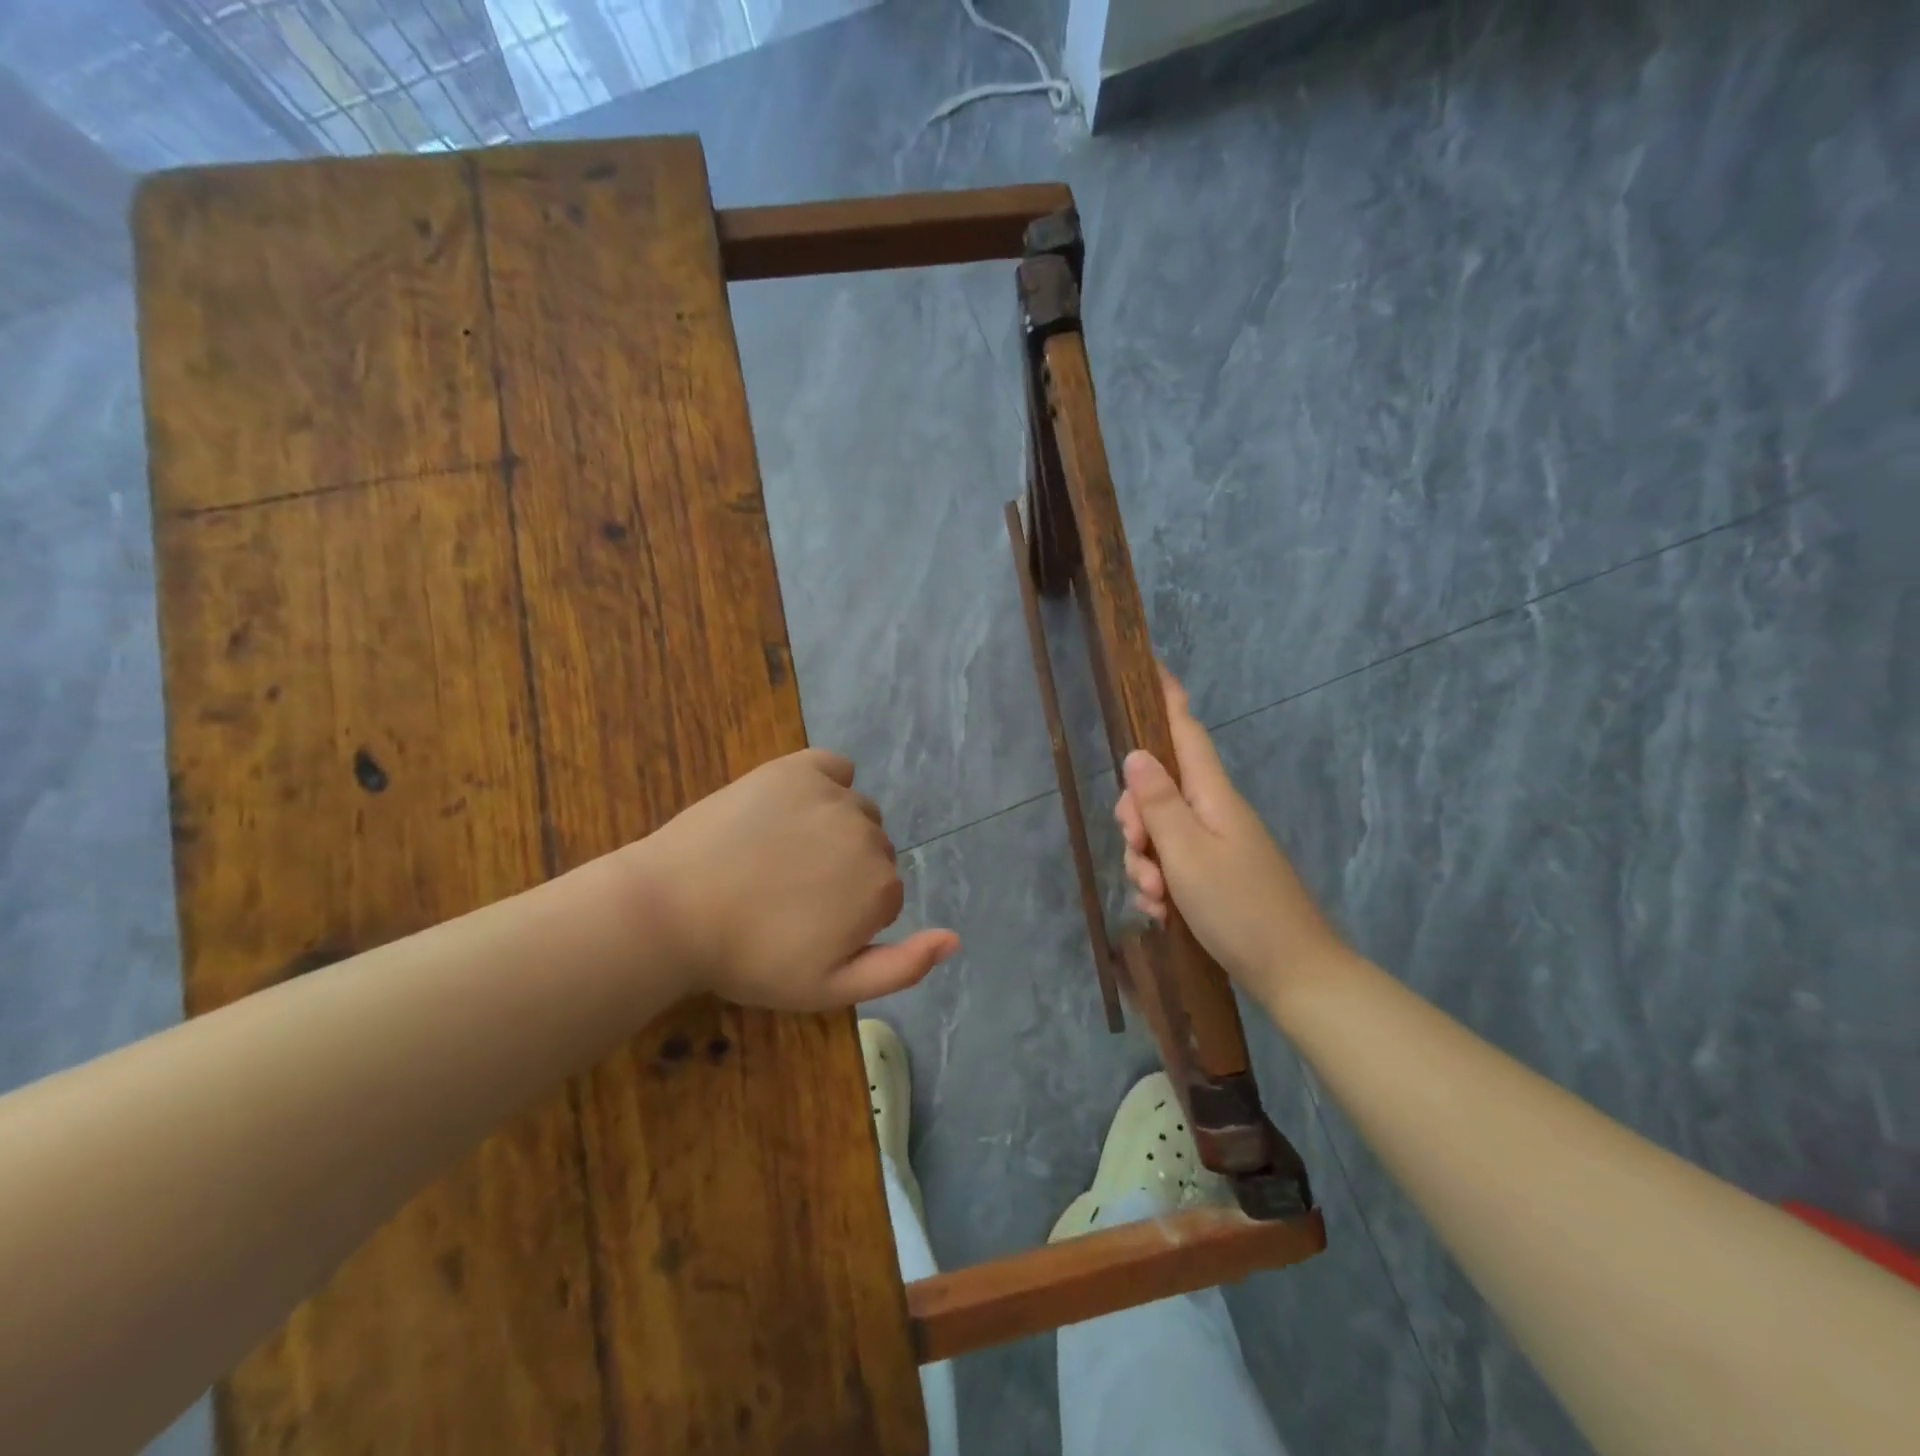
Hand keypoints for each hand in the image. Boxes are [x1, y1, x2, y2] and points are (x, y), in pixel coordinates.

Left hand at [627, 750, 957, 1010]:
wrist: (672, 911)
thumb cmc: (749, 958)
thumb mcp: (829, 988)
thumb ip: (900, 968)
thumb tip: (954, 938)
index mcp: (880, 888)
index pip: (884, 896)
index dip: (847, 915)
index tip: (804, 926)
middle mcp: (868, 834)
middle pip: (874, 851)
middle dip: (844, 872)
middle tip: (788, 892)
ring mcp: (833, 796)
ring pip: (856, 811)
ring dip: (834, 829)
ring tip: (780, 854)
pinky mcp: (797, 768)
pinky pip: (834, 768)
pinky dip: (825, 783)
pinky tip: (793, 806)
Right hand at [1114, 668, 1345, 1002]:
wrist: (1294, 974)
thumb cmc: (1240, 908)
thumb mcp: (1187, 854)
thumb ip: (1158, 803)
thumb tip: (1136, 754)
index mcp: (1212, 795)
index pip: (1185, 731)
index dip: (1166, 698)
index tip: (1150, 663)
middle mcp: (1214, 812)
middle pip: (1158, 789)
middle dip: (1135, 818)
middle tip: (1140, 851)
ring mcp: (1216, 845)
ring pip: (1160, 832)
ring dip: (1145, 862)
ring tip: (1157, 898)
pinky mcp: (1214, 875)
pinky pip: (1173, 864)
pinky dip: (1161, 884)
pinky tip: (1163, 912)